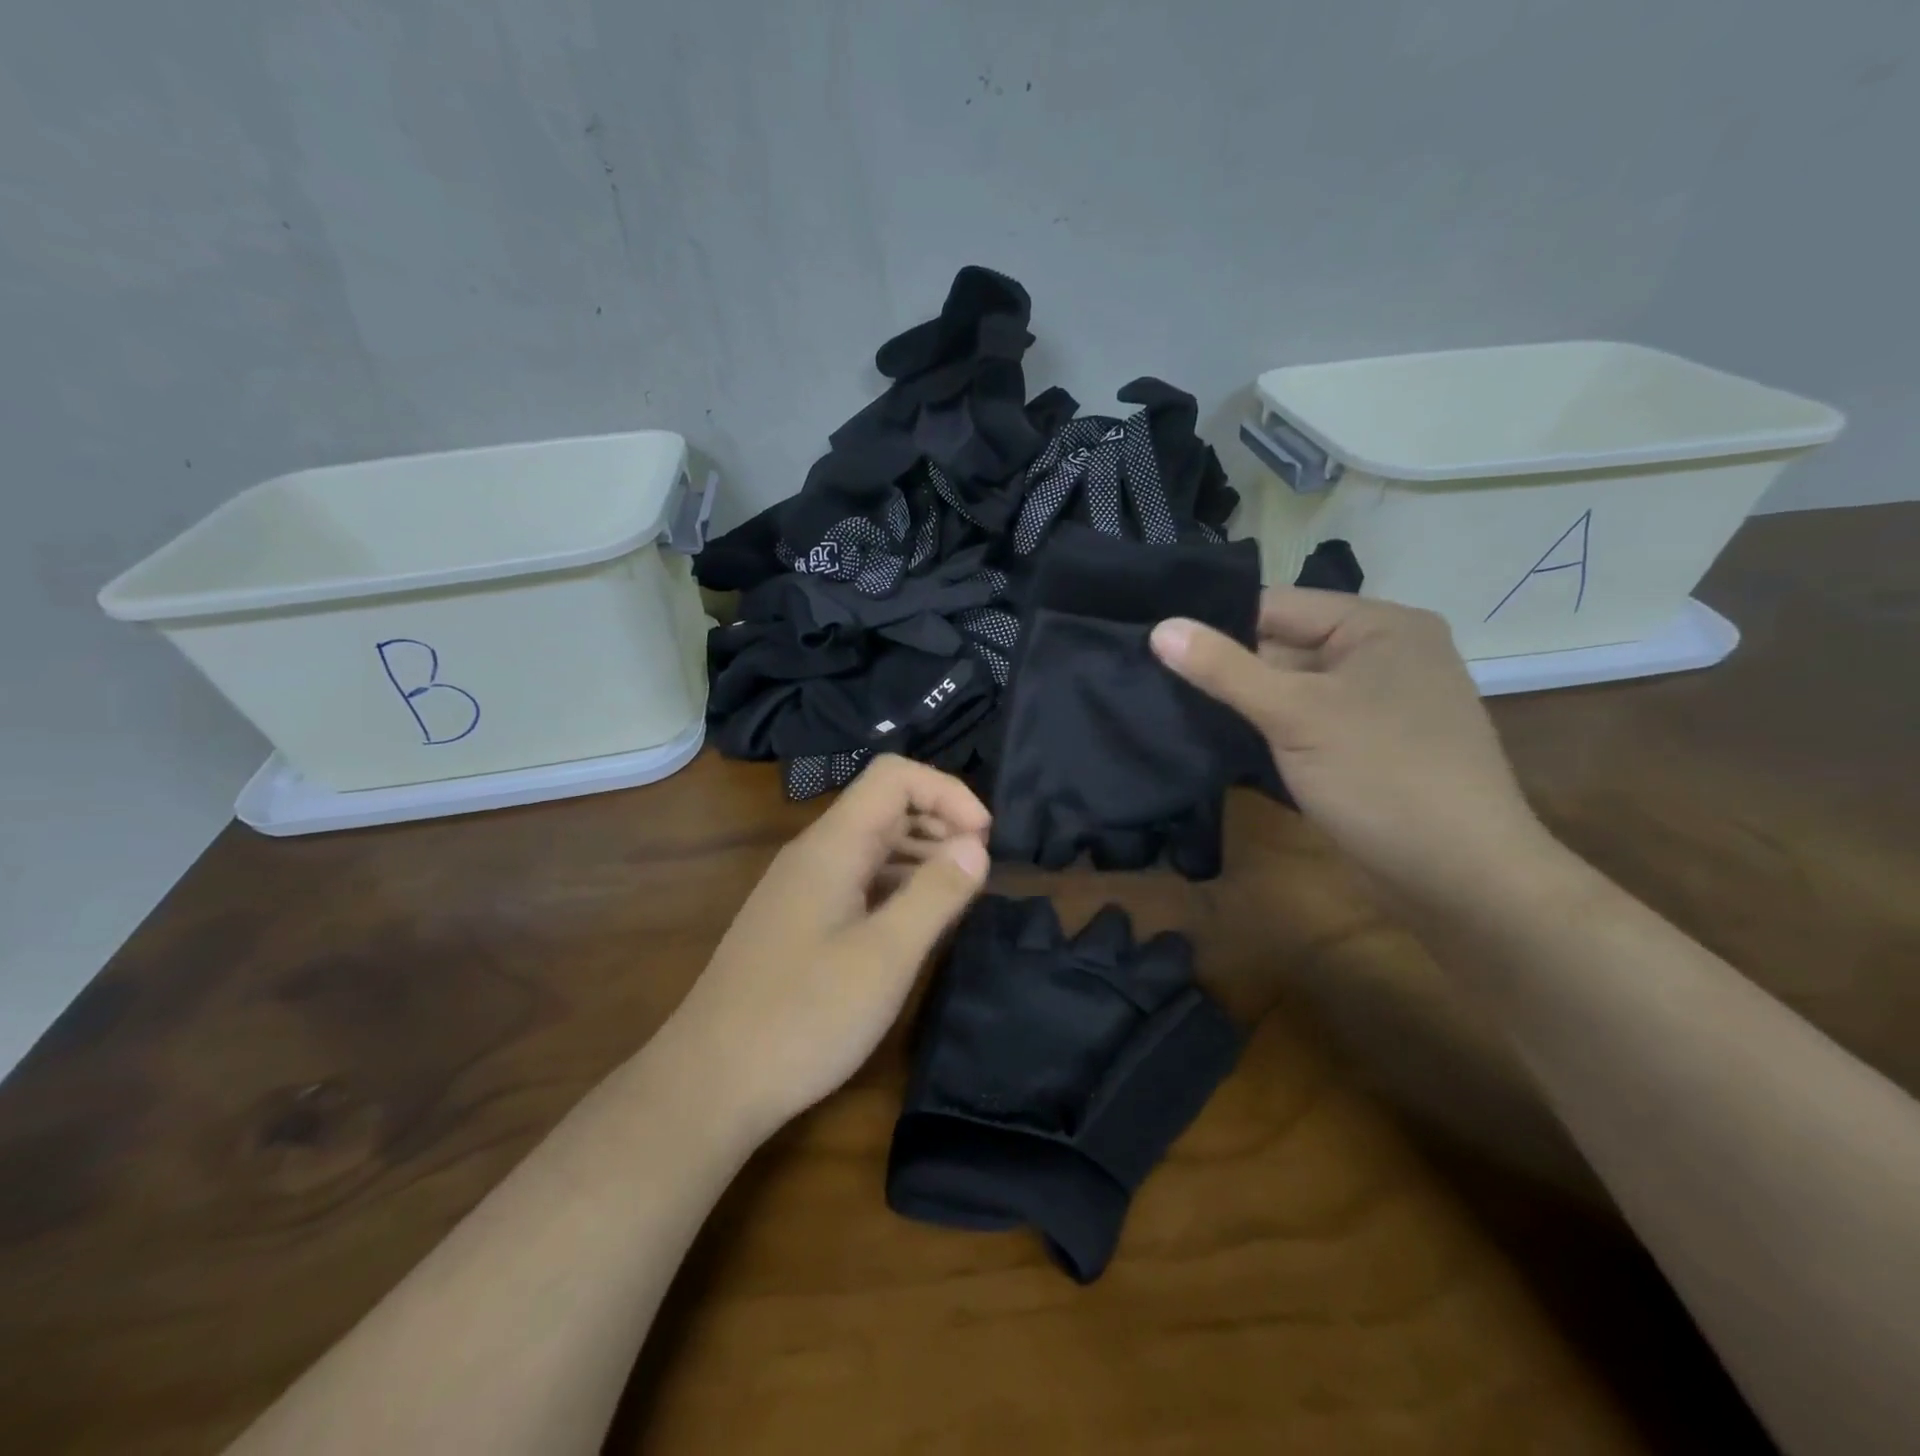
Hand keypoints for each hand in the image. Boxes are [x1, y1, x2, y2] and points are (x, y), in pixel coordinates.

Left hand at [665, 754, 990, 1137]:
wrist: (709, 1083)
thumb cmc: (803, 1016)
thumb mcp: (885, 956)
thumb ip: (935, 893)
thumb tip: (976, 845)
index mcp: (832, 845)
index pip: (894, 776)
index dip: (947, 792)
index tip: (984, 840)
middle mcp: (814, 854)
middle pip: (884, 805)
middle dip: (939, 821)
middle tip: (979, 869)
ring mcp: (802, 888)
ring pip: (871, 845)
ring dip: (921, 854)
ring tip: (958, 894)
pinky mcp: (799, 922)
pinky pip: (858, 881)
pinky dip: (896, 885)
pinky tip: (916, 921)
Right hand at [1152, 589, 1550, 906]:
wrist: (1461, 878)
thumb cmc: (1382, 777)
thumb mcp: (1295, 714)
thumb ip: (1224, 669)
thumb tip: (1159, 629)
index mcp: (1379, 625)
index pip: (1277, 605)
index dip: (1214, 623)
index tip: (1152, 641)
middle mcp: (1381, 654)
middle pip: (1282, 645)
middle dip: (1225, 666)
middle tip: (1151, 678)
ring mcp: (1375, 703)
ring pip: (1289, 687)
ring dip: (1241, 701)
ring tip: (1169, 706)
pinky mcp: (1365, 744)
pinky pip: (1303, 721)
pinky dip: (1265, 728)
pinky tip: (1216, 738)